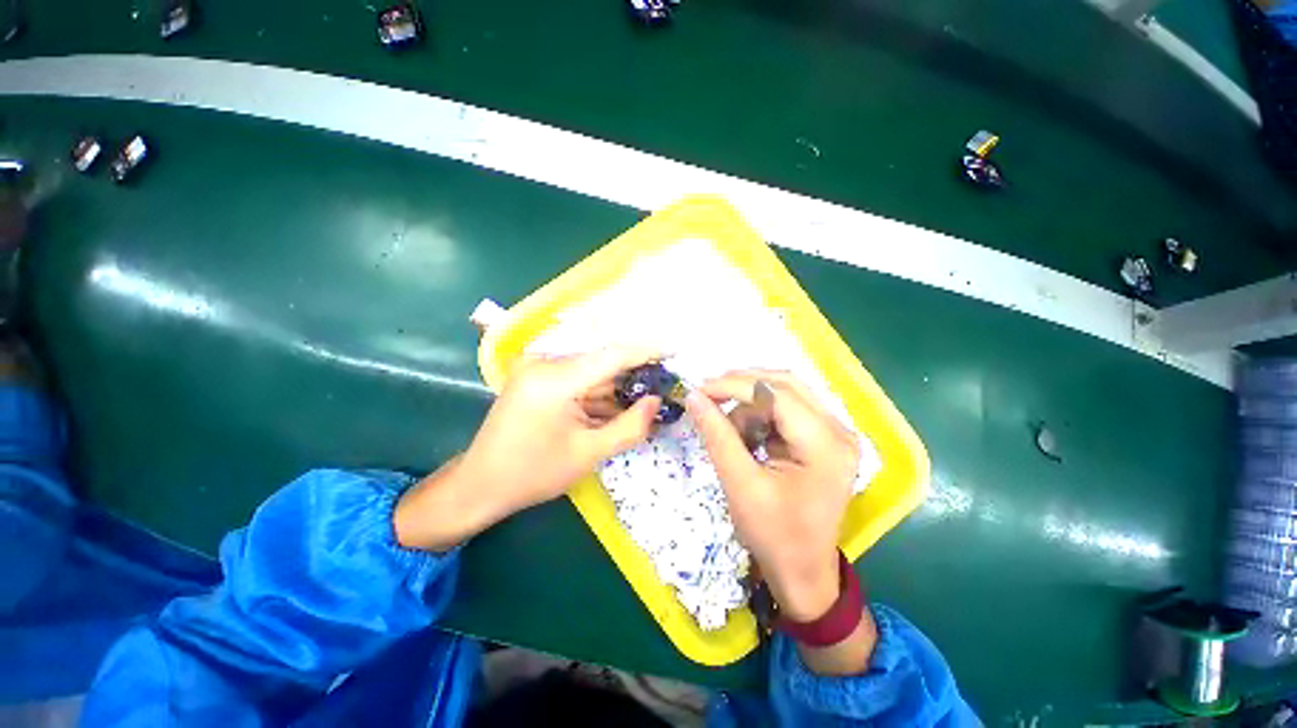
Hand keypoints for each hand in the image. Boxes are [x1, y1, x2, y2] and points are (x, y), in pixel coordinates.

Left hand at [394, 348, 662, 550]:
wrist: (480, 484)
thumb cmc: (533, 474)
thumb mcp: (588, 454)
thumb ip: (629, 426)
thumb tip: (656, 401)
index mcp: (555, 379)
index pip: (611, 355)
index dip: (646, 350)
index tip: (674, 349)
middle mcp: (545, 364)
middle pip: (602, 362)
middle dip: (634, 375)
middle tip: (664, 384)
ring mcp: (538, 369)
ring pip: (592, 372)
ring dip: (617, 387)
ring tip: (646, 400)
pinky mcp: (537, 378)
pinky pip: (577, 380)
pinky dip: (598, 393)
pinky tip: (617, 407)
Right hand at [685, 370, 860, 621]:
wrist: (803, 573)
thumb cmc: (774, 536)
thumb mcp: (740, 484)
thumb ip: (717, 435)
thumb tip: (694, 396)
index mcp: (826, 445)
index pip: (777, 393)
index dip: (734, 386)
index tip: (700, 390)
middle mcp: (838, 431)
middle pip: (785, 384)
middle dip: (742, 387)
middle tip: (709, 397)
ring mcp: (834, 433)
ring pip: (784, 393)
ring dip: (750, 405)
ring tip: (731, 433)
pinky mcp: (823, 439)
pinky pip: (786, 410)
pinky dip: (760, 416)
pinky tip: (747, 437)